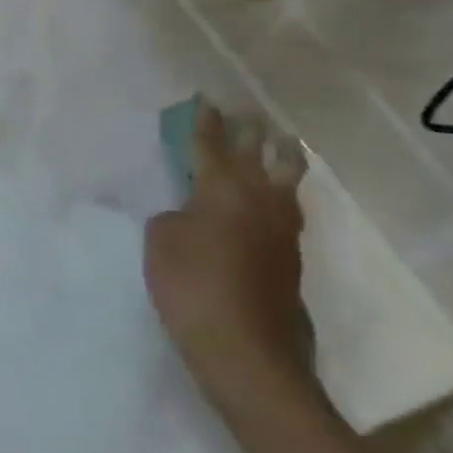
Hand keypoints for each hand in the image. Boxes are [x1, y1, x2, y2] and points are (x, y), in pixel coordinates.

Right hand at [143, 102, 315, 419]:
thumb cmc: (192, 285)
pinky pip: (287, 211)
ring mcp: (282, 231)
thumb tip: (190, 214)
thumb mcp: (160, 241)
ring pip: (287, 182)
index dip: (206, 121)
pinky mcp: (291, 260)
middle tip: (249, 115)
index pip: (212, 143)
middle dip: (253, 132)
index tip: (205, 100)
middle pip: (262, 154)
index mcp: (222, 188)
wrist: (246, 352)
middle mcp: (260, 200)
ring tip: (280, 146)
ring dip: (281, 159)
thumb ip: (173, 216)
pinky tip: (271, 202)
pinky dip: (279, 195)